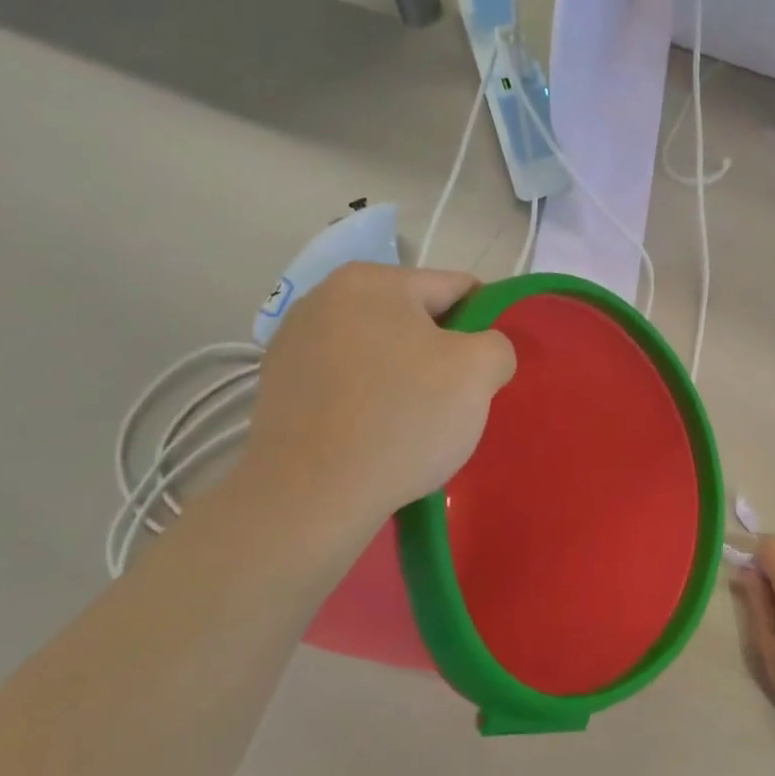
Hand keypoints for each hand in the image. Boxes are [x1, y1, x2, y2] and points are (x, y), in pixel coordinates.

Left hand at [237, 264, 516, 521]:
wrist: (310, 496)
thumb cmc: (402, 420)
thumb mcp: (479, 372)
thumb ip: (497, 345)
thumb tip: (482, 353)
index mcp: (373, 280)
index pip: (455, 288)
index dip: (483, 326)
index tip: (487, 370)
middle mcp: (324, 296)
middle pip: (412, 319)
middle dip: (439, 355)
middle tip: (452, 403)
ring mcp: (293, 341)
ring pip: (377, 352)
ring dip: (402, 377)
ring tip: (409, 426)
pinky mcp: (277, 385)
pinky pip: (344, 382)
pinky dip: (365, 400)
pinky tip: (371, 436)